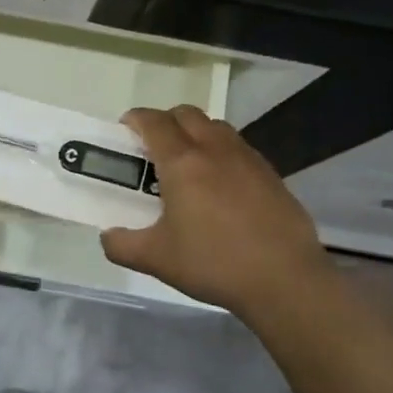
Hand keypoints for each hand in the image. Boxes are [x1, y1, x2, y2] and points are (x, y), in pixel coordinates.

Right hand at [101, 106, 325, 317]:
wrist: (284, 279)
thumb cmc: (213, 263)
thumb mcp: (156, 260)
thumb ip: (122, 245)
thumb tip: (108, 236)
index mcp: (182, 162)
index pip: (153, 122)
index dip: (134, 120)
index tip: (125, 132)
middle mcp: (214, 149)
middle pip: (186, 114)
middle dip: (165, 121)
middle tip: (153, 149)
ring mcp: (247, 158)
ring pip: (215, 126)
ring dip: (195, 133)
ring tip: (188, 165)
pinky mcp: (271, 173)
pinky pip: (238, 147)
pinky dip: (221, 153)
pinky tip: (220, 186)